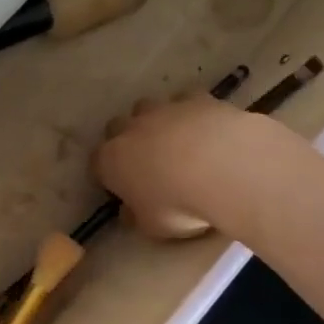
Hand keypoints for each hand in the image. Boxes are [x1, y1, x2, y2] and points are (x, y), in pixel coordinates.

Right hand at [94, 95, 264, 238]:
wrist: (226, 168)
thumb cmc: (180, 205)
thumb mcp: (153, 226)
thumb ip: (136, 216)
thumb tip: (129, 212)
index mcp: (111, 161)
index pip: (97, 164)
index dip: (108, 175)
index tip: (123, 189)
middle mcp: (130, 129)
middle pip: (116, 127)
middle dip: (126, 140)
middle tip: (146, 162)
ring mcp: (162, 110)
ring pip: (147, 107)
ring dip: (154, 121)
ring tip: (176, 142)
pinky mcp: (196, 98)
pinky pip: (185, 99)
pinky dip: (190, 111)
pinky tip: (205, 127)